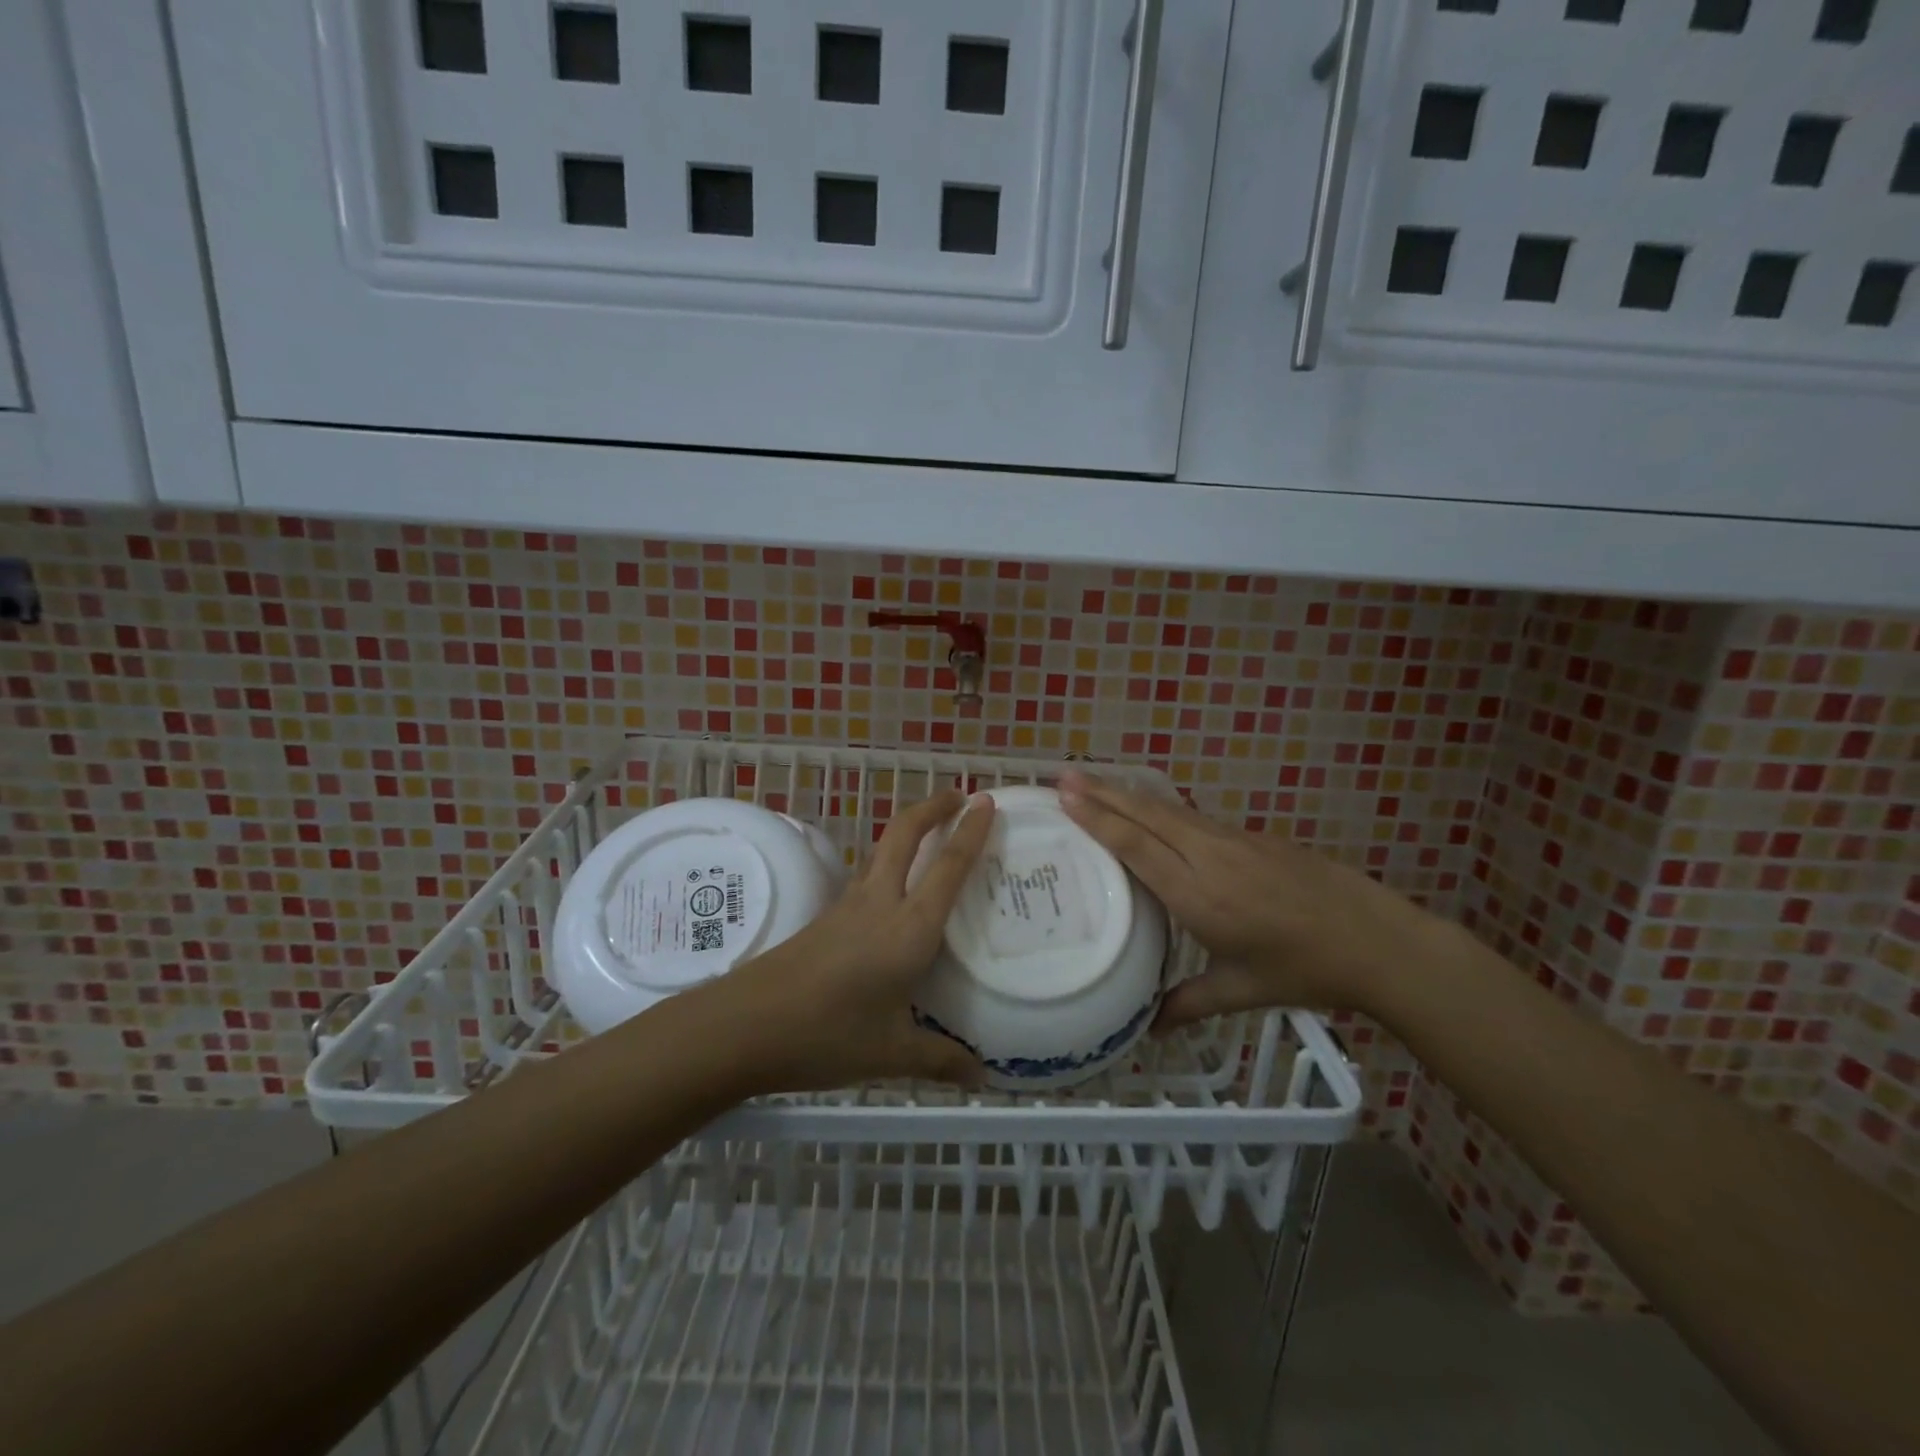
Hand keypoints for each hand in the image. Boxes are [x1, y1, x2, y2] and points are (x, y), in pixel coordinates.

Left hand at [696, 789, 994, 1093]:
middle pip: (905, 835)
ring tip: (931, 834)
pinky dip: (889, 862)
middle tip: (959, 796)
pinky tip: (893, 890)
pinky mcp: (826, 918)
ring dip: (909, 830)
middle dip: (933, 807)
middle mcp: (880, 904)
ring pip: (883, 851)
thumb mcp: (891, 1054)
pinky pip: (868, 876)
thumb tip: (981, 1078)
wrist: (746, 1025)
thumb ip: (940, 1061)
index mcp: (908, 928)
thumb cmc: (827, 1034)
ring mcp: (848, 907)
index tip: (986, 801)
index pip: (947, 867)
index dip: (970, 832)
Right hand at [1057, 771, 1433, 1029]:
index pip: (1136, 847)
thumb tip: (1148, 1031)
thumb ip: (1189, 1004)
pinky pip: (1195, 818)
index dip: (1098, 819)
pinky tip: (1152, 812)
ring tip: (1096, 783)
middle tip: (1063, 773)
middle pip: (1147, 815)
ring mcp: (1234, 841)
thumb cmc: (1303, 969)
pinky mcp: (1253, 837)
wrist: (1375, 940)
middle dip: (1103, 792)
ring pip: (1170, 810)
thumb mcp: (1241, 991)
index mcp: (1198, 895)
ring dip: (1129, 794)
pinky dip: (1162, 809)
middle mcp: (1209, 857)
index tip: (1065, 795)